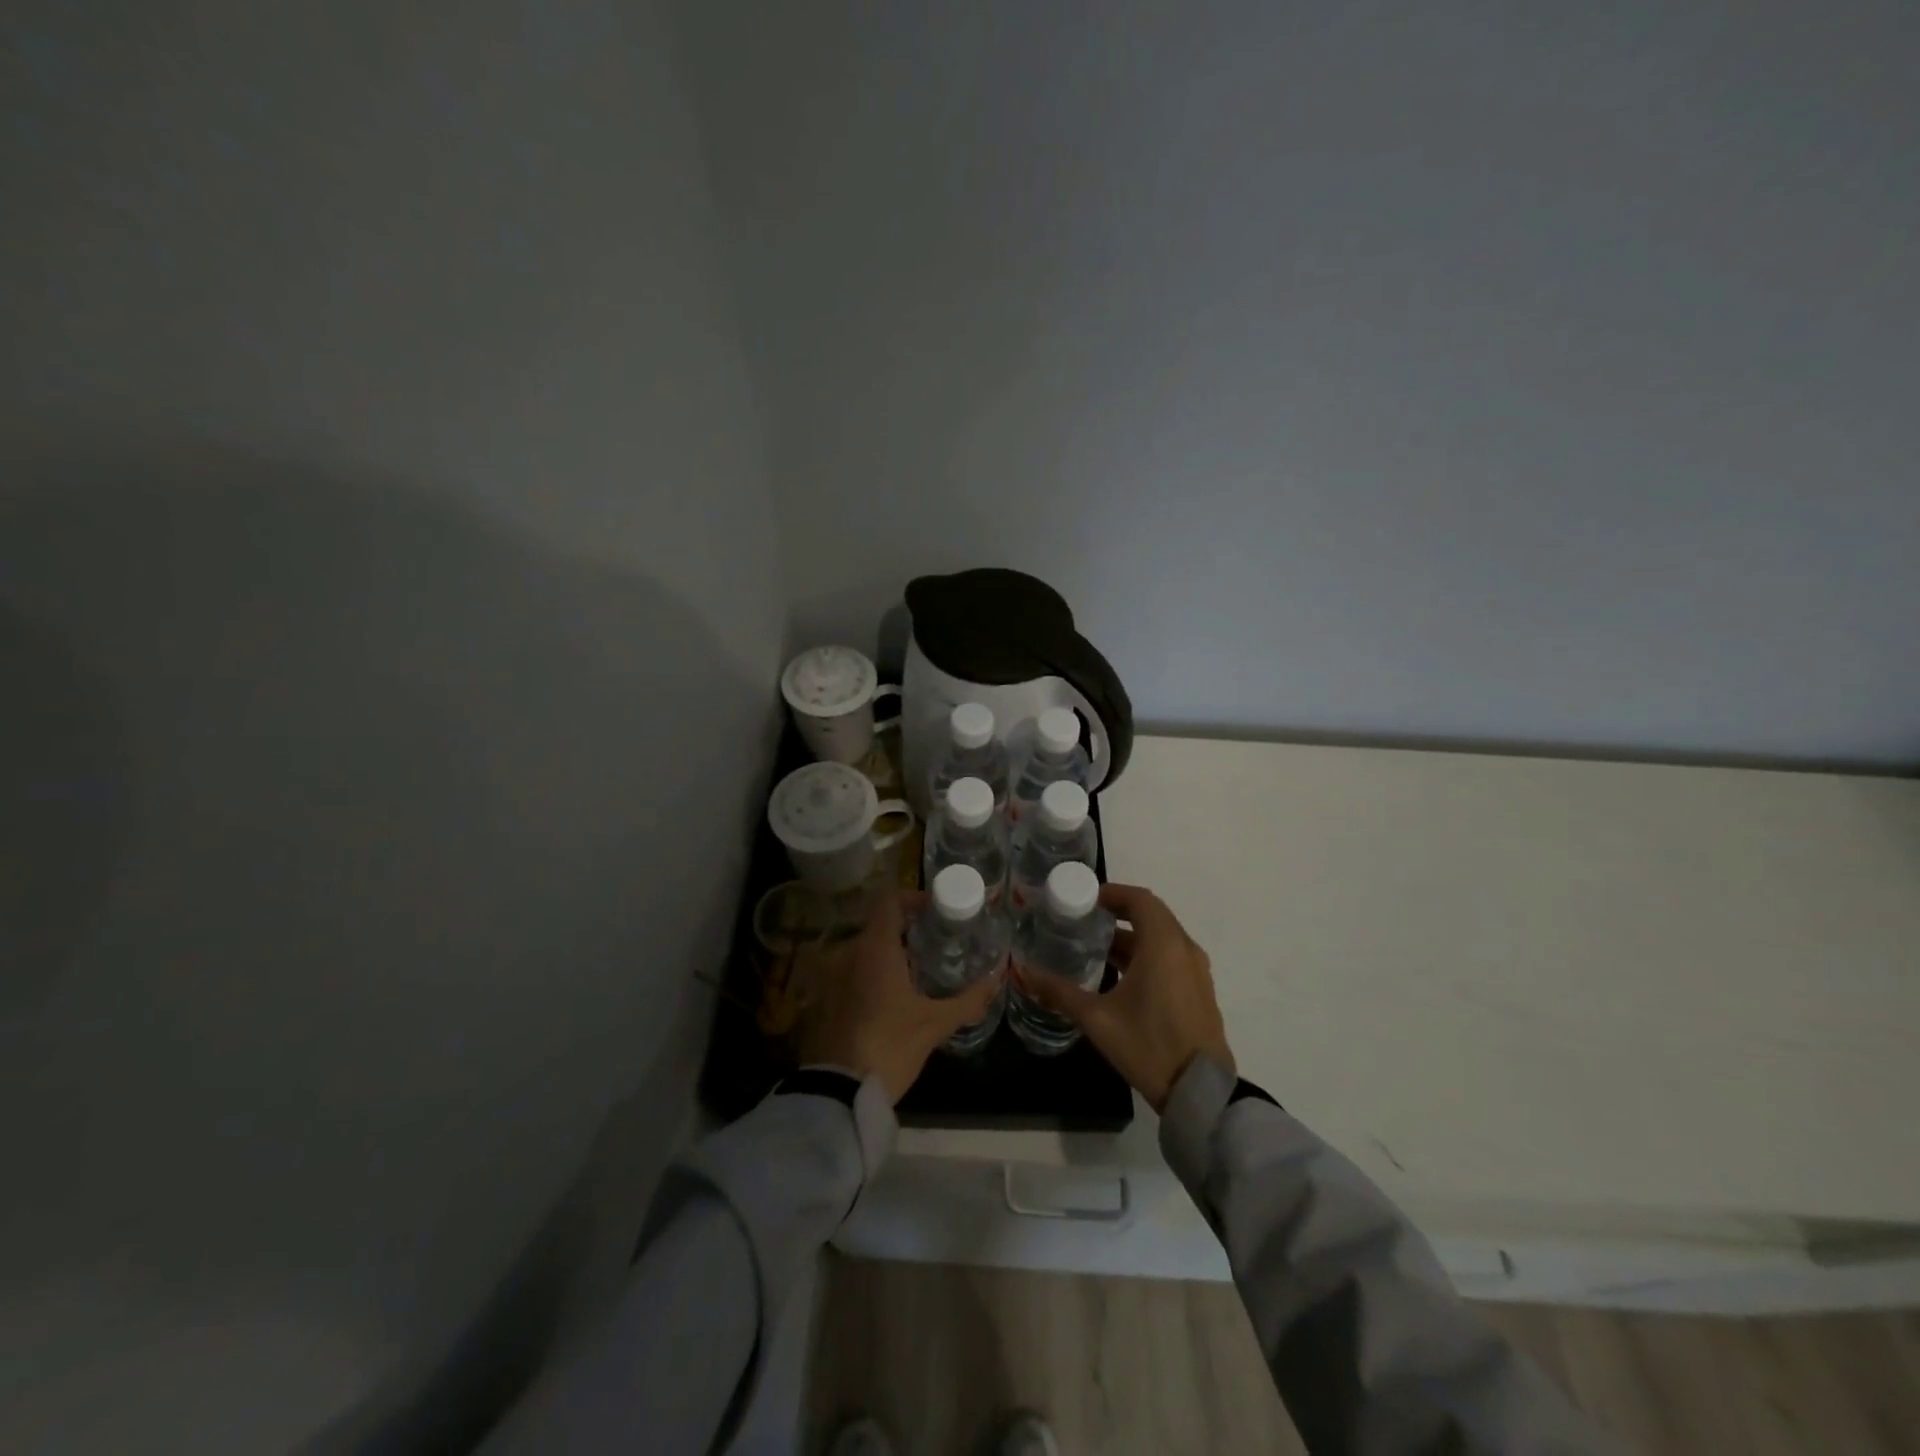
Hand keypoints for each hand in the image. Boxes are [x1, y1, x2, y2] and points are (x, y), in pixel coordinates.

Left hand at [797, 890, 1002, 1103]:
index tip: (934, 911)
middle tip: (932, 949)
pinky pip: (848, 974)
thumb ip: (968, 999)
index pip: (890, 901)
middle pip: (878, 927)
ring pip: (862, 952)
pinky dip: (867, 977)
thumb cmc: (890, 1046)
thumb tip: (996, 979)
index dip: (913, 899)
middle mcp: (847, 951)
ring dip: (886, 957)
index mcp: (875, 947)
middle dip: (905, 934)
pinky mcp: (820, 999)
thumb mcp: (935, 1024)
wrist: (837, 1093)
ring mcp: (829, 975)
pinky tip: (887, 1001)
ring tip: (913, 978)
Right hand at [1011, 882, 1232, 1111]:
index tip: (1086, 899)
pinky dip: (1147, 954)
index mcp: (1163, 944)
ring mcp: (1196, 970)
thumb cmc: (1148, 1045)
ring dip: (1132, 937)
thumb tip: (1025, 972)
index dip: (1113, 893)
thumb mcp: (1097, 1019)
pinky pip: (1171, 957)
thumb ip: (1060, 992)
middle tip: (1085, 921)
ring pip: (1162, 938)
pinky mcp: (1200, 990)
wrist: (1200, 1092)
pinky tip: (1121, 977)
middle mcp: (1184, 949)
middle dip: (1119, 913)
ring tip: (1096, 949)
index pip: (1140, 899)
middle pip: (1151, 915)